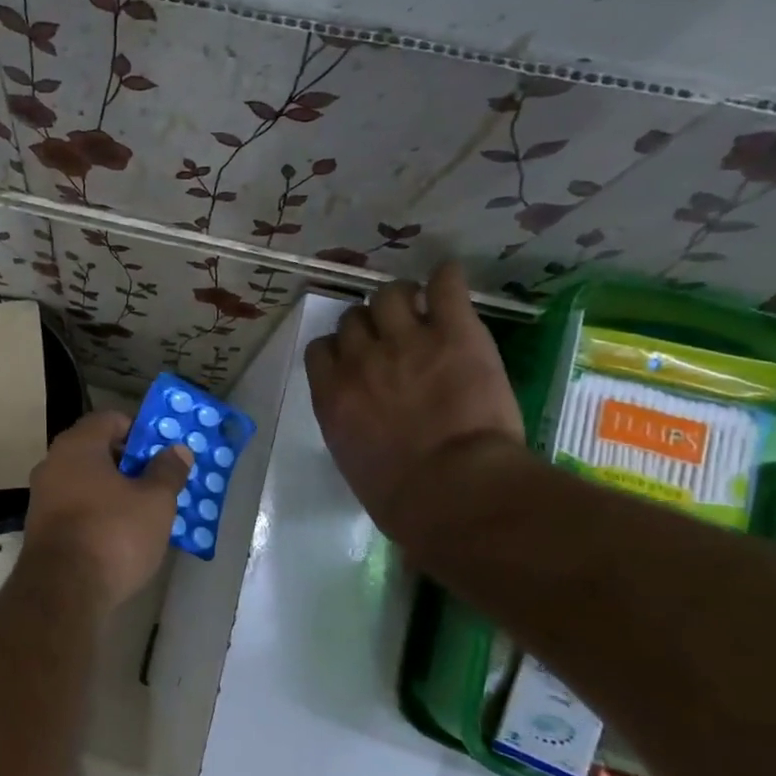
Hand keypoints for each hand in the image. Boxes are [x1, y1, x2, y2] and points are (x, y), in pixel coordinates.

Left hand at [24, 410, 191, 610]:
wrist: (63, 592)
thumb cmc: (113, 533)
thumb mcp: (155, 501)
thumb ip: (168, 471)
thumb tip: (177, 449)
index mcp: (78, 445)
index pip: (111, 419)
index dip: (140, 431)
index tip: (163, 452)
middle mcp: (53, 463)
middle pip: (97, 451)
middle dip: (130, 464)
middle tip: (160, 482)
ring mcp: (42, 497)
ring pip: (86, 482)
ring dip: (114, 491)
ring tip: (146, 512)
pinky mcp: (40, 529)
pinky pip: (76, 509)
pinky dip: (98, 514)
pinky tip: (120, 536)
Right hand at [304, 262, 524, 536]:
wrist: (453, 490)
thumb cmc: (399, 496)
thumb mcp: (352, 459)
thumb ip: (349, 423)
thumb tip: (361, 417)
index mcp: (331, 393)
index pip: (321, 348)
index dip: (340, 349)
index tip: (357, 359)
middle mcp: (360, 359)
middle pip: (353, 317)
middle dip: (370, 324)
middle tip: (392, 336)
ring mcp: (406, 341)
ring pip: (391, 293)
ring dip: (402, 299)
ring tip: (422, 310)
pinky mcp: (454, 332)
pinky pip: (446, 285)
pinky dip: (447, 279)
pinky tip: (450, 281)